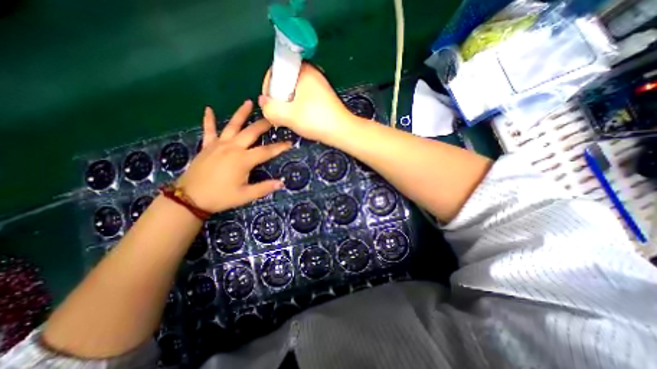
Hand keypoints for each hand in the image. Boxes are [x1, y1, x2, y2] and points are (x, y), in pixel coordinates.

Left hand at [174, 102, 288, 214]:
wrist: (189, 199)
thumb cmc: (220, 197)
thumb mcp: (245, 196)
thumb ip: (264, 188)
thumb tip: (282, 183)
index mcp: (243, 159)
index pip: (266, 151)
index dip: (279, 147)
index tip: (290, 143)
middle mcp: (232, 147)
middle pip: (251, 132)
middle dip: (264, 124)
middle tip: (273, 116)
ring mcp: (218, 145)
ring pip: (232, 125)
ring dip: (241, 113)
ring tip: (248, 102)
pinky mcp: (207, 146)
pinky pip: (209, 130)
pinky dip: (209, 120)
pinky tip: (208, 109)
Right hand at [257, 63, 353, 141]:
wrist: (342, 131)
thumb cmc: (316, 120)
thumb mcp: (288, 115)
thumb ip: (270, 108)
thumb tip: (263, 102)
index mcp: (303, 70)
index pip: (275, 72)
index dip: (268, 89)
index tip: (270, 105)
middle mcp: (311, 73)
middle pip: (285, 82)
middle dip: (279, 99)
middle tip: (279, 115)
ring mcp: (318, 85)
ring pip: (294, 92)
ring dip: (288, 105)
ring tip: (289, 119)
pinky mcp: (322, 96)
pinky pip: (304, 98)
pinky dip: (298, 107)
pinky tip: (300, 119)